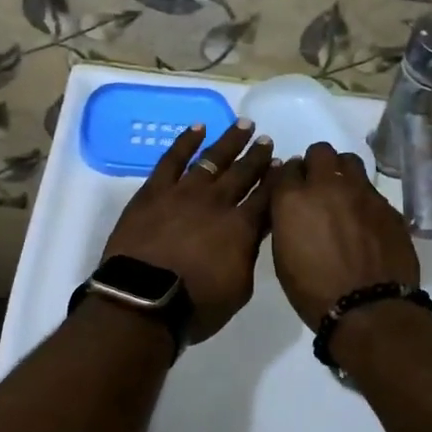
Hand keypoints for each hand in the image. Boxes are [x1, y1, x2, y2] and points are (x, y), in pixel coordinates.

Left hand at [101, 120, 274, 342]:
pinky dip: (186, 141)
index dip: (278, 179)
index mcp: (242, 227)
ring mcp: (184, 192)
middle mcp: (217, 202)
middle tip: (268, 141)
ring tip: (244, 126)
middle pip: (243, 173)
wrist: (143, 300)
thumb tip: (252, 235)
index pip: (267, 196)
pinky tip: (198, 128)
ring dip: (230, 142)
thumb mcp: (239, 289)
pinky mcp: (154, 191)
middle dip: (258, 156)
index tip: (288, 164)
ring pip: (213, 159)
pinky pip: (172, 159)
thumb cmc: (195, 305)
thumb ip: (248, 256)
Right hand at [269, 143, 420, 329]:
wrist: (369, 309)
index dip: (289, 178)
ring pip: (350, 161)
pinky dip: (364, 198)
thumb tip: (293, 210)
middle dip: (316, 164)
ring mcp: (361, 193)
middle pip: (320, 152)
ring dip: (342, 172)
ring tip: (343, 195)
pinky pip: (371, 190)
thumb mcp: (283, 258)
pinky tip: (365, 220)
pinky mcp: (387, 206)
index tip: (291, 190)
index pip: (286, 168)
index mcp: (293, 200)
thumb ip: (286, 223)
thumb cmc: (314, 292)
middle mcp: (327, 186)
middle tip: (318, 186)